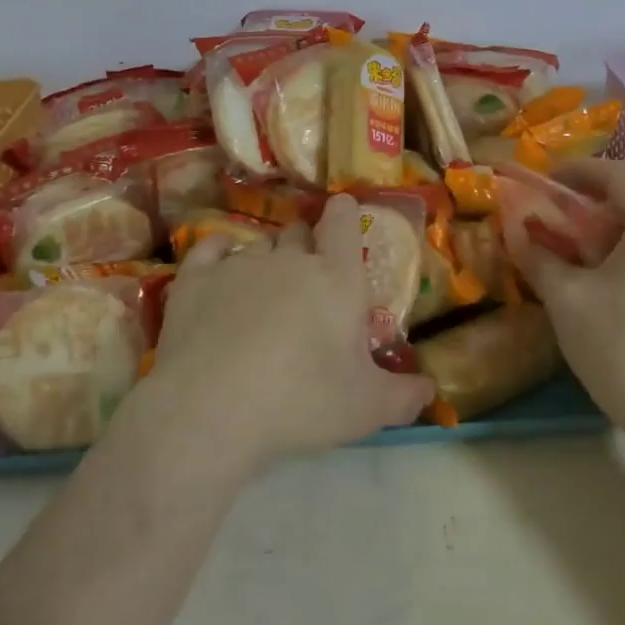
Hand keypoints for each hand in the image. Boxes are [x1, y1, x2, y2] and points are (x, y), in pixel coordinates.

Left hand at [148, 194, 433, 471]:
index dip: (344, 213)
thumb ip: (405, 395)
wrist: (211, 410)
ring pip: (258, 244)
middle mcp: (289, 259)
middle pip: (300, 232)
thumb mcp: (367, 409)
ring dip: (267, 260)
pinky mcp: (195, 279)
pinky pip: (210, 248)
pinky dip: (219, 254)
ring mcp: (239, 264)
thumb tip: (430, 388)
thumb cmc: (302, 402)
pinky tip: (219, 270)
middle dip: (307, 246)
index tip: (343, 214)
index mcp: (337, 278)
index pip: (343, 221)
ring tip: (263, 294)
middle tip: (308, 284)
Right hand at [502, 159, 624, 435]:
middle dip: (586, 207)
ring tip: (569, 257)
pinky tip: (602, 286)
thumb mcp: (567, 299)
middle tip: (547, 224)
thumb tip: (515, 230)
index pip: (616, 173)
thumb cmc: (624, 348)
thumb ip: (538, 256)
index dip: (575, 171)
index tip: (542, 182)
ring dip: (606, 235)